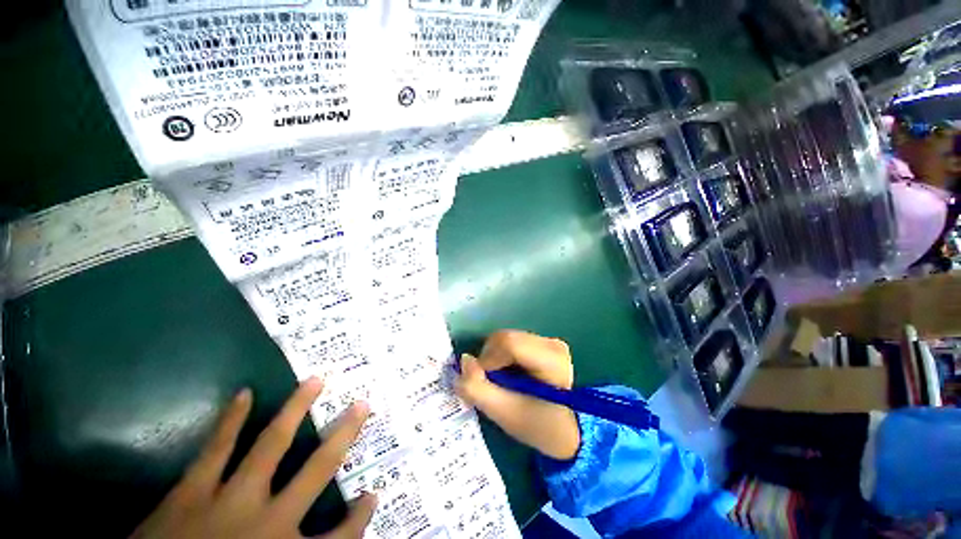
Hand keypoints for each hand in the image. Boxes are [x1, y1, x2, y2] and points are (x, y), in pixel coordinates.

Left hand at [132, 378, 376, 538]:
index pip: (342, 536)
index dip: (360, 516)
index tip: (371, 495)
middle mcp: (268, 521)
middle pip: (319, 470)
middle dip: (344, 435)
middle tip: (363, 404)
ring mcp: (229, 501)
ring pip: (272, 445)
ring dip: (296, 410)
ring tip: (315, 381)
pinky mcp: (190, 493)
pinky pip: (215, 449)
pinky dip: (231, 420)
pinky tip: (244, 394)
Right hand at [455, 330, 579, 459]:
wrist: (567, 430)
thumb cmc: (539, 426)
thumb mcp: (505, 414)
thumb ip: (478, 389)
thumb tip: (464, 360)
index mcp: (551, 360)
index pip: (509, 343)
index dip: (488, 359)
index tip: (483, 380)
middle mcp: (551, 344)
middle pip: (505, 338)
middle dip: (489, 359)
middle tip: (489, 383)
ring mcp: (548, 341)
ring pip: (506, 338)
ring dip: (494, 358)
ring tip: (500, 381)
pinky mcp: (543, 343)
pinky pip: (512, 341)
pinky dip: (501, 356)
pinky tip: (508, 374)